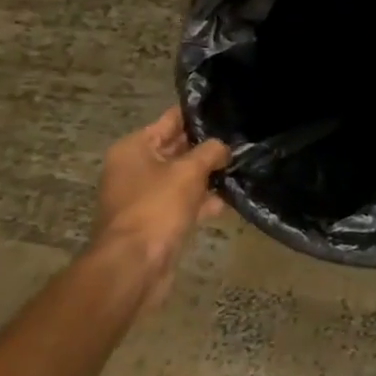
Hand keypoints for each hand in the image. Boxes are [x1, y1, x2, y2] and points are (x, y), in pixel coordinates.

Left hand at [83, 107, 230, 310]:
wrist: (134, 265)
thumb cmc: (157, 207)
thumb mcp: (188, 171)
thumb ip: (210, 152)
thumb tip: (223, 148)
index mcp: (134, 148)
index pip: (170, 120)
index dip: (197, 115)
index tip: (225, 110)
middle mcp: (135, 169)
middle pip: (176, 149)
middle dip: (206, 147)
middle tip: (240, 139)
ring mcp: (144, 197)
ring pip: (182, 178)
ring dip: (207, 176)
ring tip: (240, 167)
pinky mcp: (156, 222)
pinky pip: (183, 203)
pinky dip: (201, 202)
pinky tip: (228, 201)